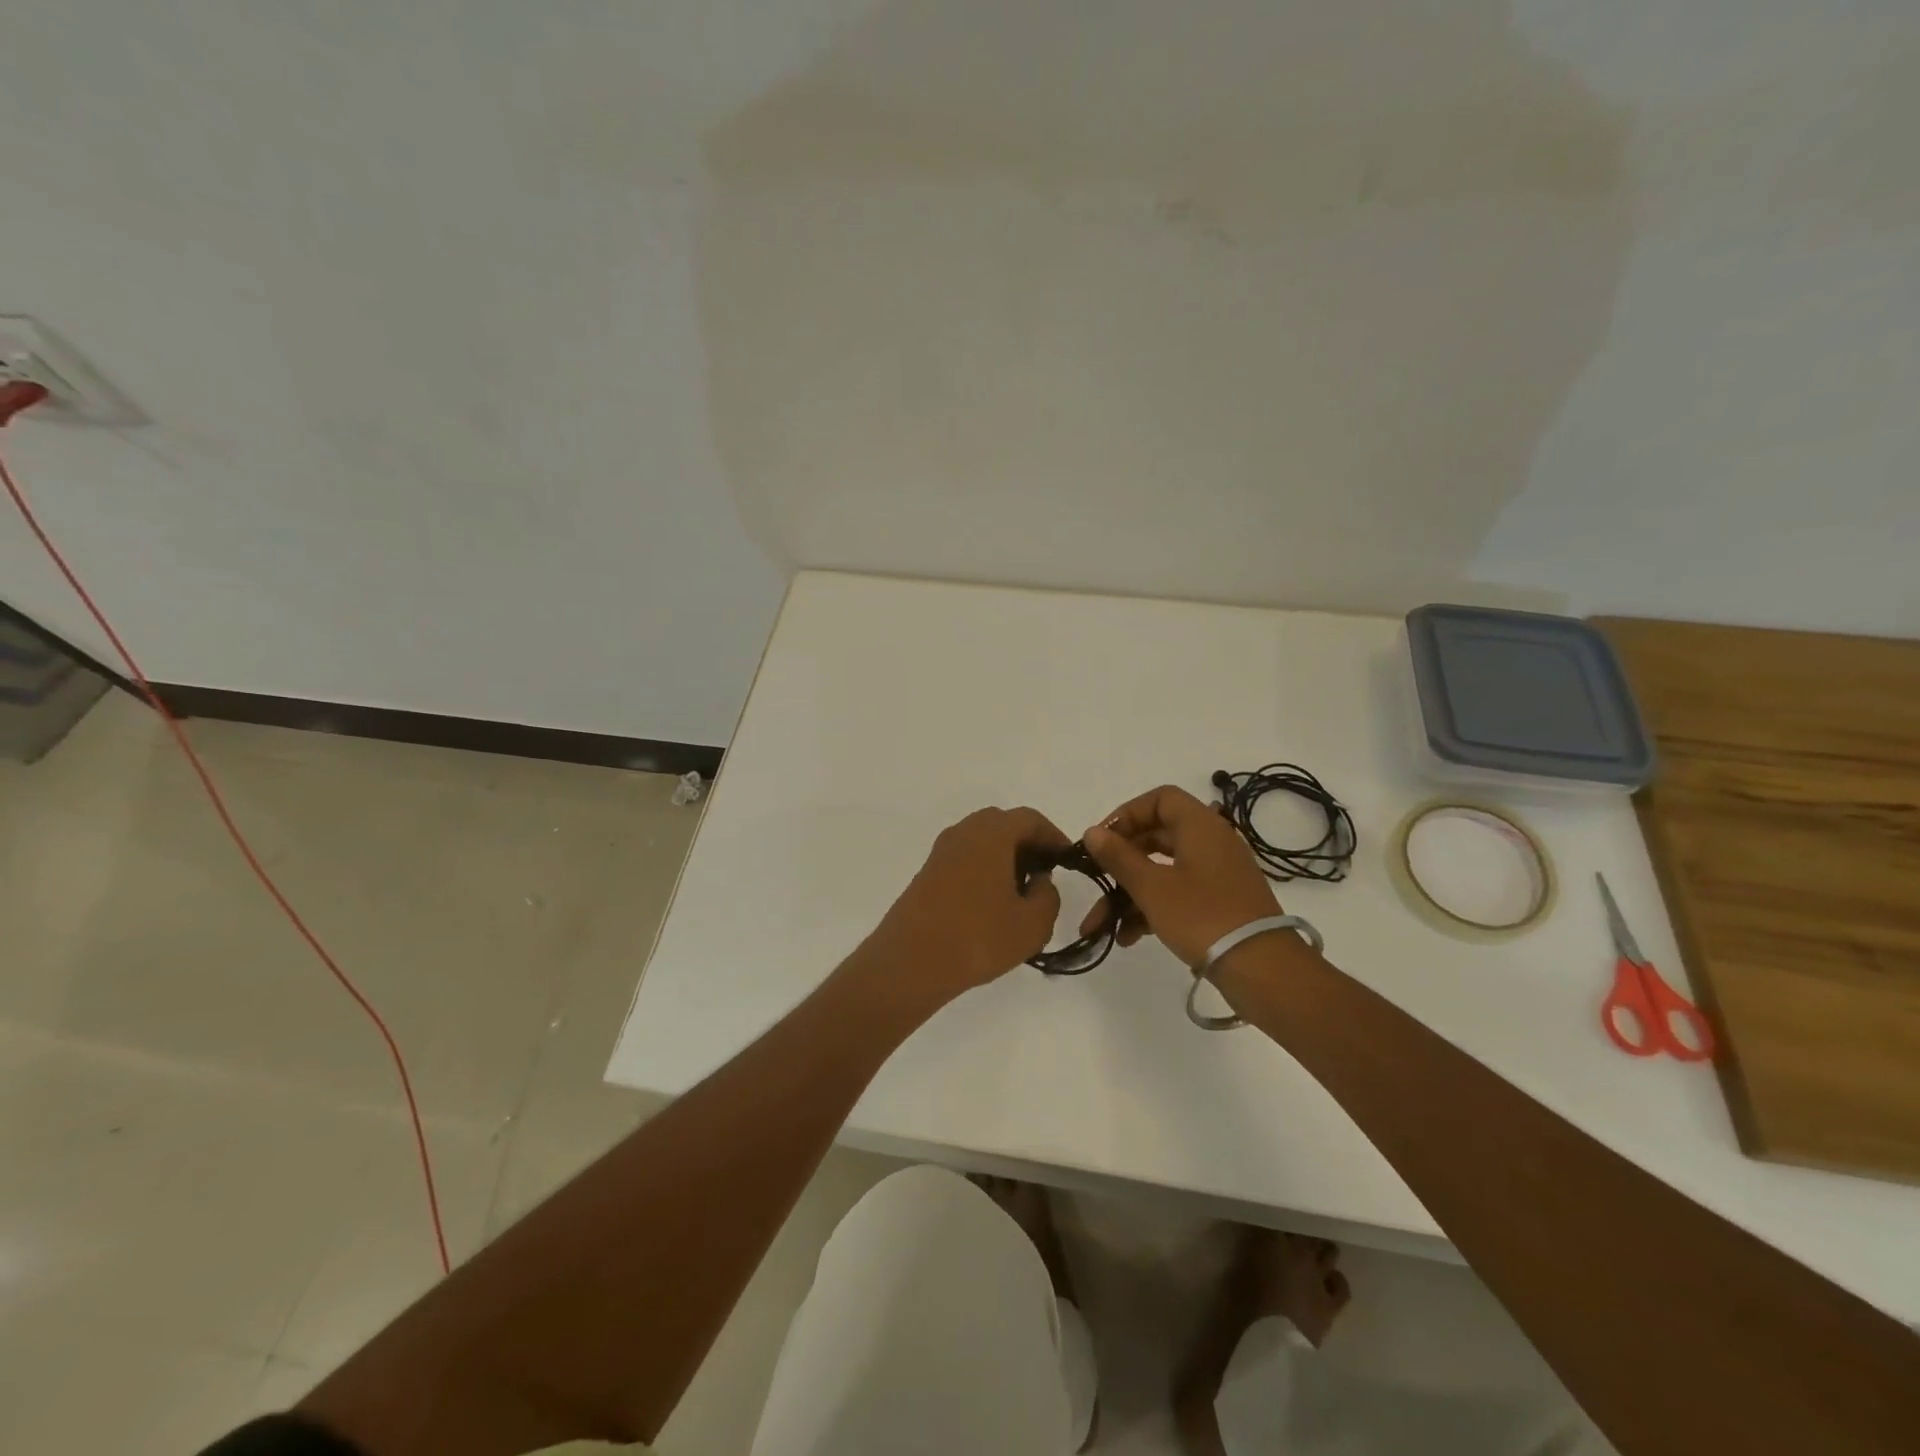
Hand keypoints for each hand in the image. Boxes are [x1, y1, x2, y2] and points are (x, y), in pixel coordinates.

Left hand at [854, 807, 1070, 1012]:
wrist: (911, 961)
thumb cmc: (978, 937)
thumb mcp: (1032, 923)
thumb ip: (1048, 896)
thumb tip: (1039, 882)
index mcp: (992, 833)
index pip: (1030, 819)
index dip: (1053, 836)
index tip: (1067, 860)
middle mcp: (964, 832)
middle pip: (1003, 825)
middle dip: (1027, 844)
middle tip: (1044, 874)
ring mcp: (941, 852)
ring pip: (982, 841)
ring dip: (1004, 857)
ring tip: (1020, 893)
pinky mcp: (927, 873)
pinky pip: (964, 859)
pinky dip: (983, 869)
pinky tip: (991, 904)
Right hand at [1081, 785, 1279, 969]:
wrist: (1262, 969)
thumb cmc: (1202, 916)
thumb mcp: (1151, 887)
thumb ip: (1118, 857)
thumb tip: (1092, 831)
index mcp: (1200, 826)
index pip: (1160, 799)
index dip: (1127, 814)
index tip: (1103, 840)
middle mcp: (1211, 842)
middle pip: (1157, 836)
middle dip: (1121, 861)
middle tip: (1097, 878)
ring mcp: (1217, 874)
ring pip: (1163, 869)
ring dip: (1130, 892)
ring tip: (1102, 924)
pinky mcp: (1220, 902)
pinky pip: (1178, 893)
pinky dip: (1152, 908)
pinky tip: (1128, 936)